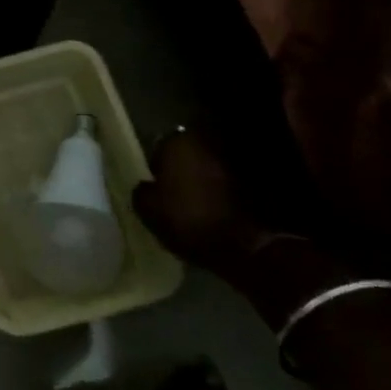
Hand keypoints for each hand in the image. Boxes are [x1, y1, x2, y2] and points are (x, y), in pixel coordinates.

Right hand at [133, 130, 291, 279]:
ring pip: (204, 170)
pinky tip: (206, 213)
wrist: (239, 246)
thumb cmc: (185, 218)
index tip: (151, 183)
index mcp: (177, 143)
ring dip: (197, 182)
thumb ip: (141, 191)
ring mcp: (230, 164)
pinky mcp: (250, 186)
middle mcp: (205, 145)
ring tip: (187, 205)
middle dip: (177, 171)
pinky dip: (213, 195)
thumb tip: (145, 187)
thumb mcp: (147, 208)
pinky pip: (221, 186)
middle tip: (168, 193)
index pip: (157, 146)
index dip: (153, 165)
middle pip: (184, 155)